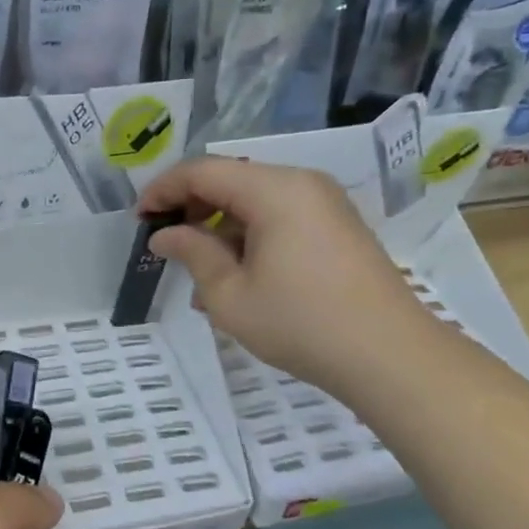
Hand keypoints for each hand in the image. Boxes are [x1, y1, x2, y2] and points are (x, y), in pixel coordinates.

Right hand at [139, 157, 432, 395]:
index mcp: (274, 190)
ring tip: (199, 272)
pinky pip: (280, 216)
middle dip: (191, 207)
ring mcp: (324, 204)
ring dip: (219, 226)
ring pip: (254, 200)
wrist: (391, 357)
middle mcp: (302, 183)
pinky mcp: (336, 227)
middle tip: (164, 243)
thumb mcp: (230, 295)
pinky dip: (249, 236)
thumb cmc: (301, 324)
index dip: (163, 190)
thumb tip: (163, 236)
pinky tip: (237, 276)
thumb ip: (193, 254)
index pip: (202, 171)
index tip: (138, 219)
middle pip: (231, 179)